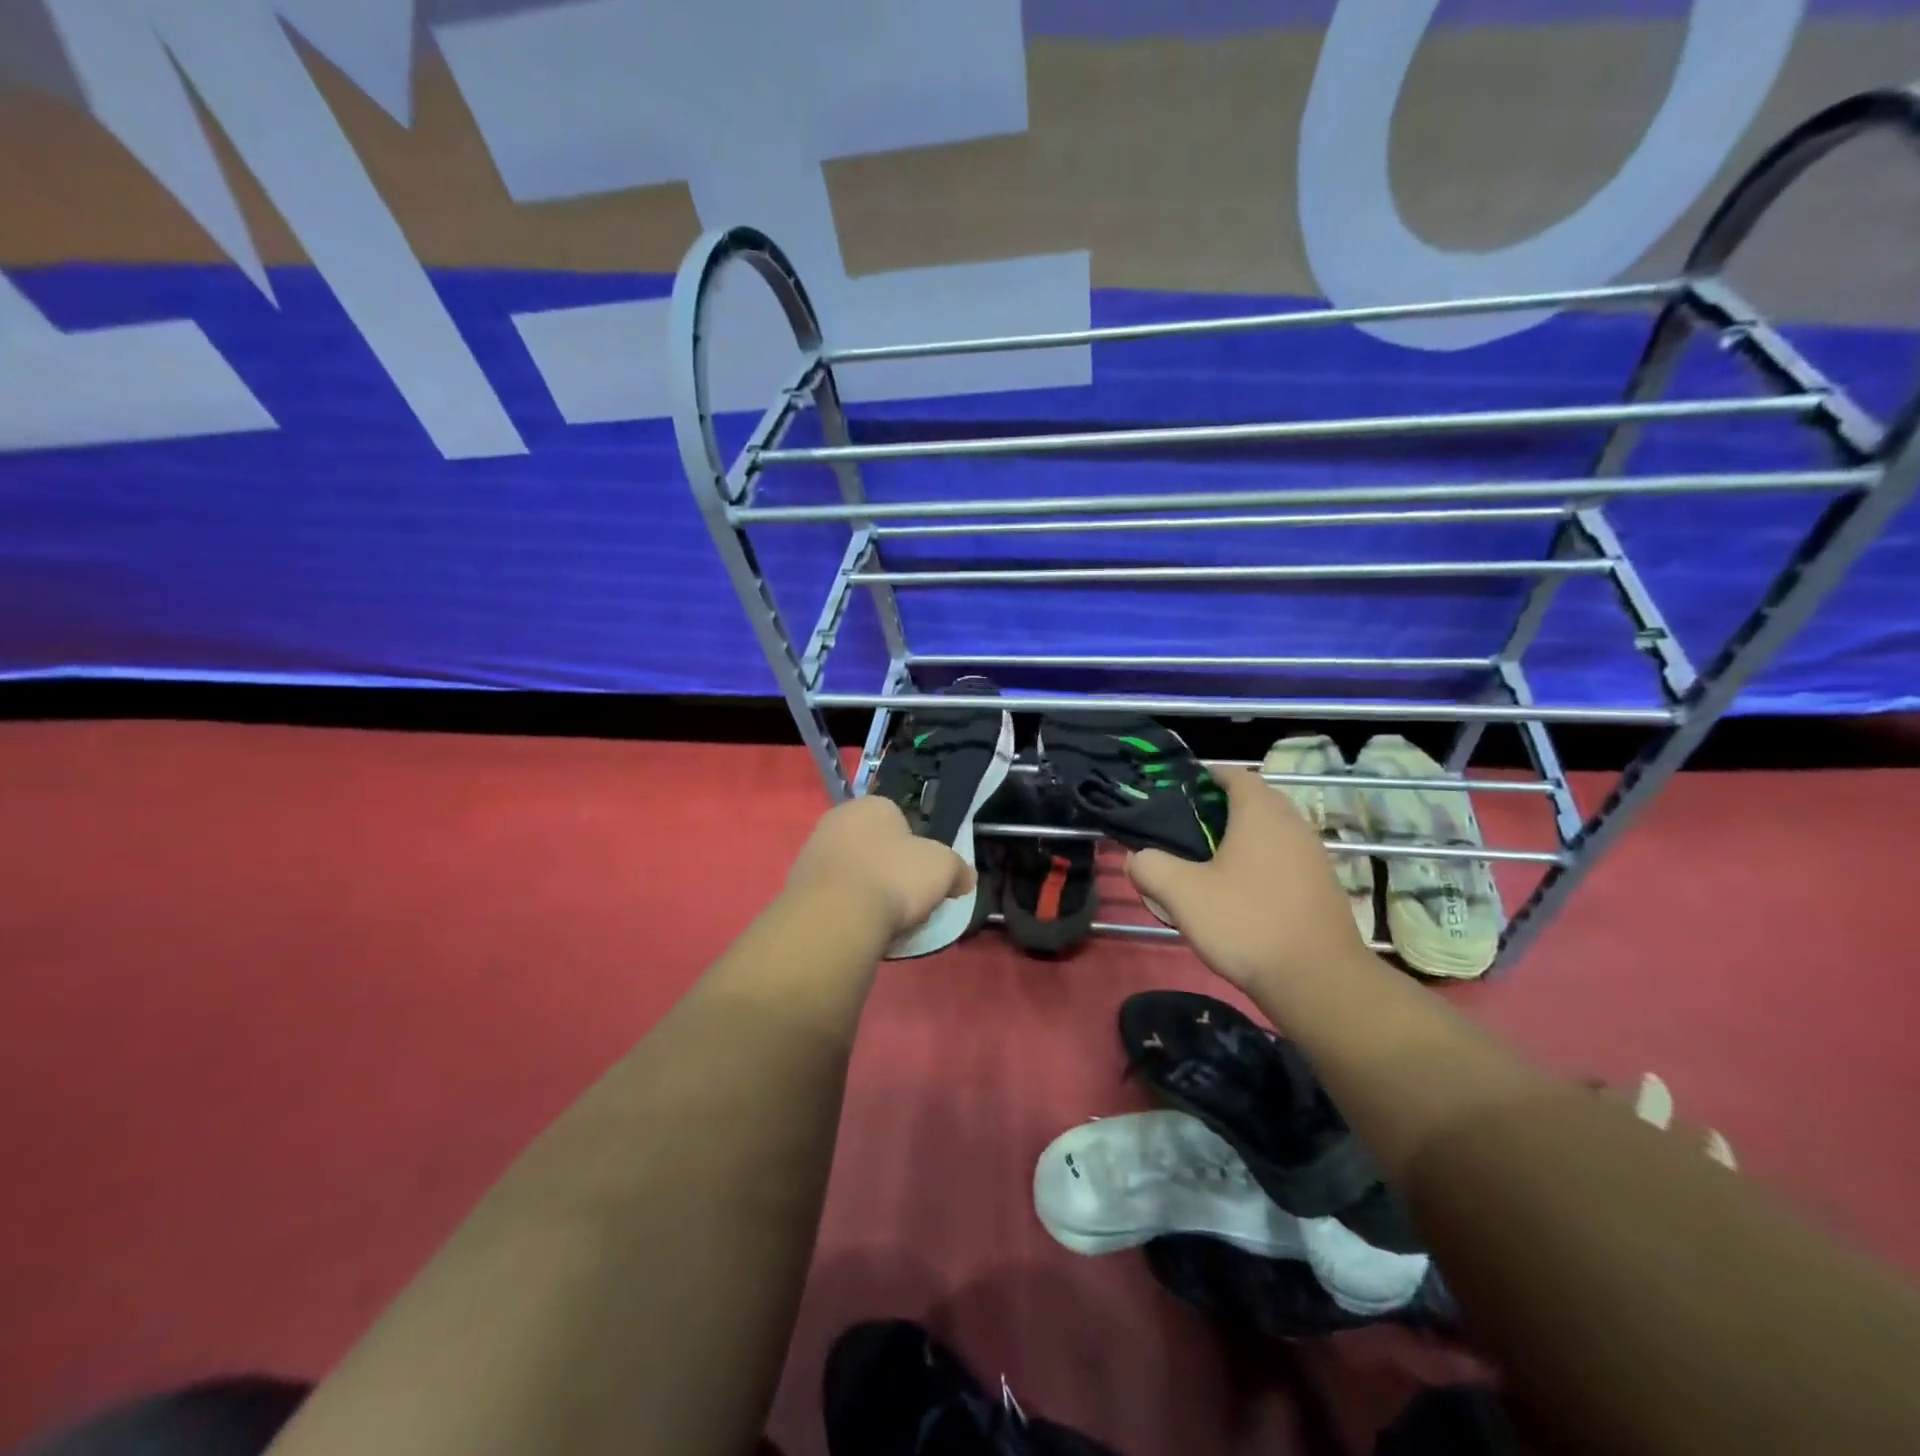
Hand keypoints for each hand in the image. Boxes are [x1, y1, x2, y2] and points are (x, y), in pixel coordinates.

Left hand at [785, 795, 975, 940]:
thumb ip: (958, 869)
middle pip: (874, 846)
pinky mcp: (796, 887)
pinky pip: (833, 896)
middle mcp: (836, 820)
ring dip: (866, 891)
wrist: (836, 918)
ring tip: (883, 920)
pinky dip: (846, 910)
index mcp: (871, 805)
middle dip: (889, 869)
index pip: (900, 820)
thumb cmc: (894, 878)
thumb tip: (965, 879)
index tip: (923, 876)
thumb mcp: (943, 868)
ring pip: (852, 872)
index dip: (916, 848)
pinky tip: (859, 928)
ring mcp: (812, 853)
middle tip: (905, 898)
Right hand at [1127, 768, 1367, 991]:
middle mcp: (1293, 824)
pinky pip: (1286, 859)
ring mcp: (1314, 855)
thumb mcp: (1182, 894)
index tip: (1179, 793)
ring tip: (1210, 862)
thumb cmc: (1246, 922)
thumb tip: (1136, 857)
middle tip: (1187, 830)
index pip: (1235, 774)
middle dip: (1221, 808)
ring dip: (1243, 838)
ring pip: (1273, 831)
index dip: (1206, 777)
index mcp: (1261, 813)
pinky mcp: (1323, 886)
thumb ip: (1151, 867)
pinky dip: (1262, 863)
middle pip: (1255, 800)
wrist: (1317, 980)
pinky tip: (1241, 893)